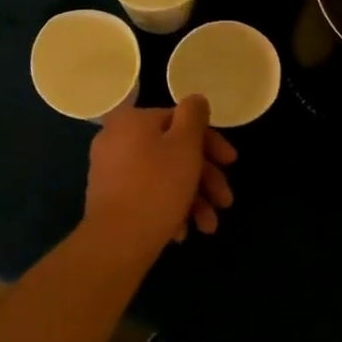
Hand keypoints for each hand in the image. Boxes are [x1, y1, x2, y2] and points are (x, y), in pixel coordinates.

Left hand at [84, 96, 237, 253]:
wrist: (116, 242)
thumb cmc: (158, 186)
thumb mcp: (185, 144)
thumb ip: (194, 115)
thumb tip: (196, 99)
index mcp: (132, 120)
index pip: (181, 120)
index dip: (211, 142)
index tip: (231, 163)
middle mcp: (116, 139)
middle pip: (173, 151)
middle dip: (205, 178)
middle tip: (225, 201)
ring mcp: (110, 171)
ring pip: (164, 177)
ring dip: (192, 199)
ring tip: (208, 226)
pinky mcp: (110, 199)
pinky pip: (148, 195)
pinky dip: (169, 208)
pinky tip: (182, 231)